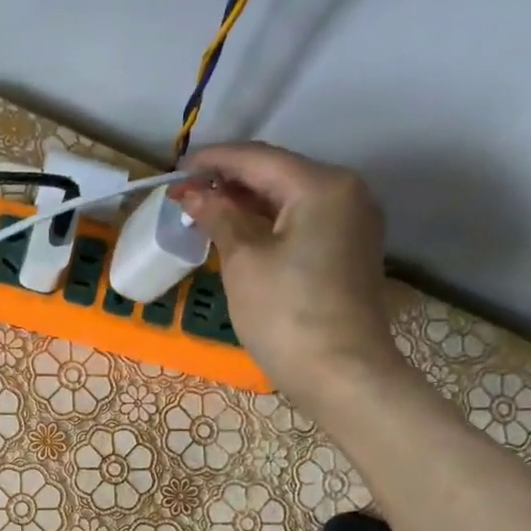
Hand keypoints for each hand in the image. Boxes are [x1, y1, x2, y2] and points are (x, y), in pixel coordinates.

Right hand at [172, 142, 400, 411]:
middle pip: (279, 174)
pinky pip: (303, 221)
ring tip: (206, 211)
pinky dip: (269, 222)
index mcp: (321, 185)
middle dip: (231, 181)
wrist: (340, 372)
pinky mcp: (350, 250)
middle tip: (186, 193)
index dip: (214, 160)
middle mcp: (347, 192)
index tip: (176, 170)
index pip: (259, 159)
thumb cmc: (285, 313)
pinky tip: (241, 233)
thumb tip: (192, 192)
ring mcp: (353, 222)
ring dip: (248, 202)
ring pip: (291, 199)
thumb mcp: (244, 261)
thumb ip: (219, 217)